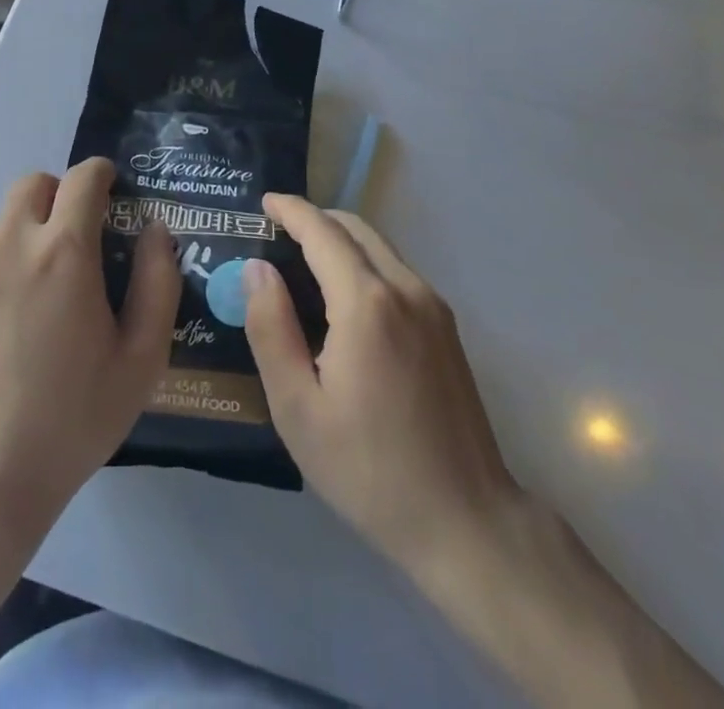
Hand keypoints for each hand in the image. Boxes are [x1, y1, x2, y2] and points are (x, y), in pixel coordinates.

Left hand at [0, 158, 179, 527]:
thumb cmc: (70, 418)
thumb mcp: (141, 359)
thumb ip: (158, 282)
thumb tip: (156, 230)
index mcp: (64, 251)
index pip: (83, 177)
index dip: (103, 174)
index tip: (114, 193)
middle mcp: (11, 243)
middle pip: (34, 183)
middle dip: (61, 194)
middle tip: (80, 238)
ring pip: (5, 221)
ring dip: (30, 231)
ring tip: (45, 291)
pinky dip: (2, 264)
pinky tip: (10, 323)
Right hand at [242, 193, 516, 578]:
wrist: (467, 521)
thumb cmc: (369, 469)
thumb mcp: (297, 407)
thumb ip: (271, 328)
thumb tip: (257, 269)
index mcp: (366, 303)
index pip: (322, 231)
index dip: (291, 210)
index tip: (264, 202)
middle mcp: (405, 288)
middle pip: (355, 228)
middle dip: (314, 219)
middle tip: (276, 233)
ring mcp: (433, 306)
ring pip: (379, 247)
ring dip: (340, 240)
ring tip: (303, 261)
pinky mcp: (447, 327)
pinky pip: (397, 271)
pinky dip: (364, 262)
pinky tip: (343, 297)